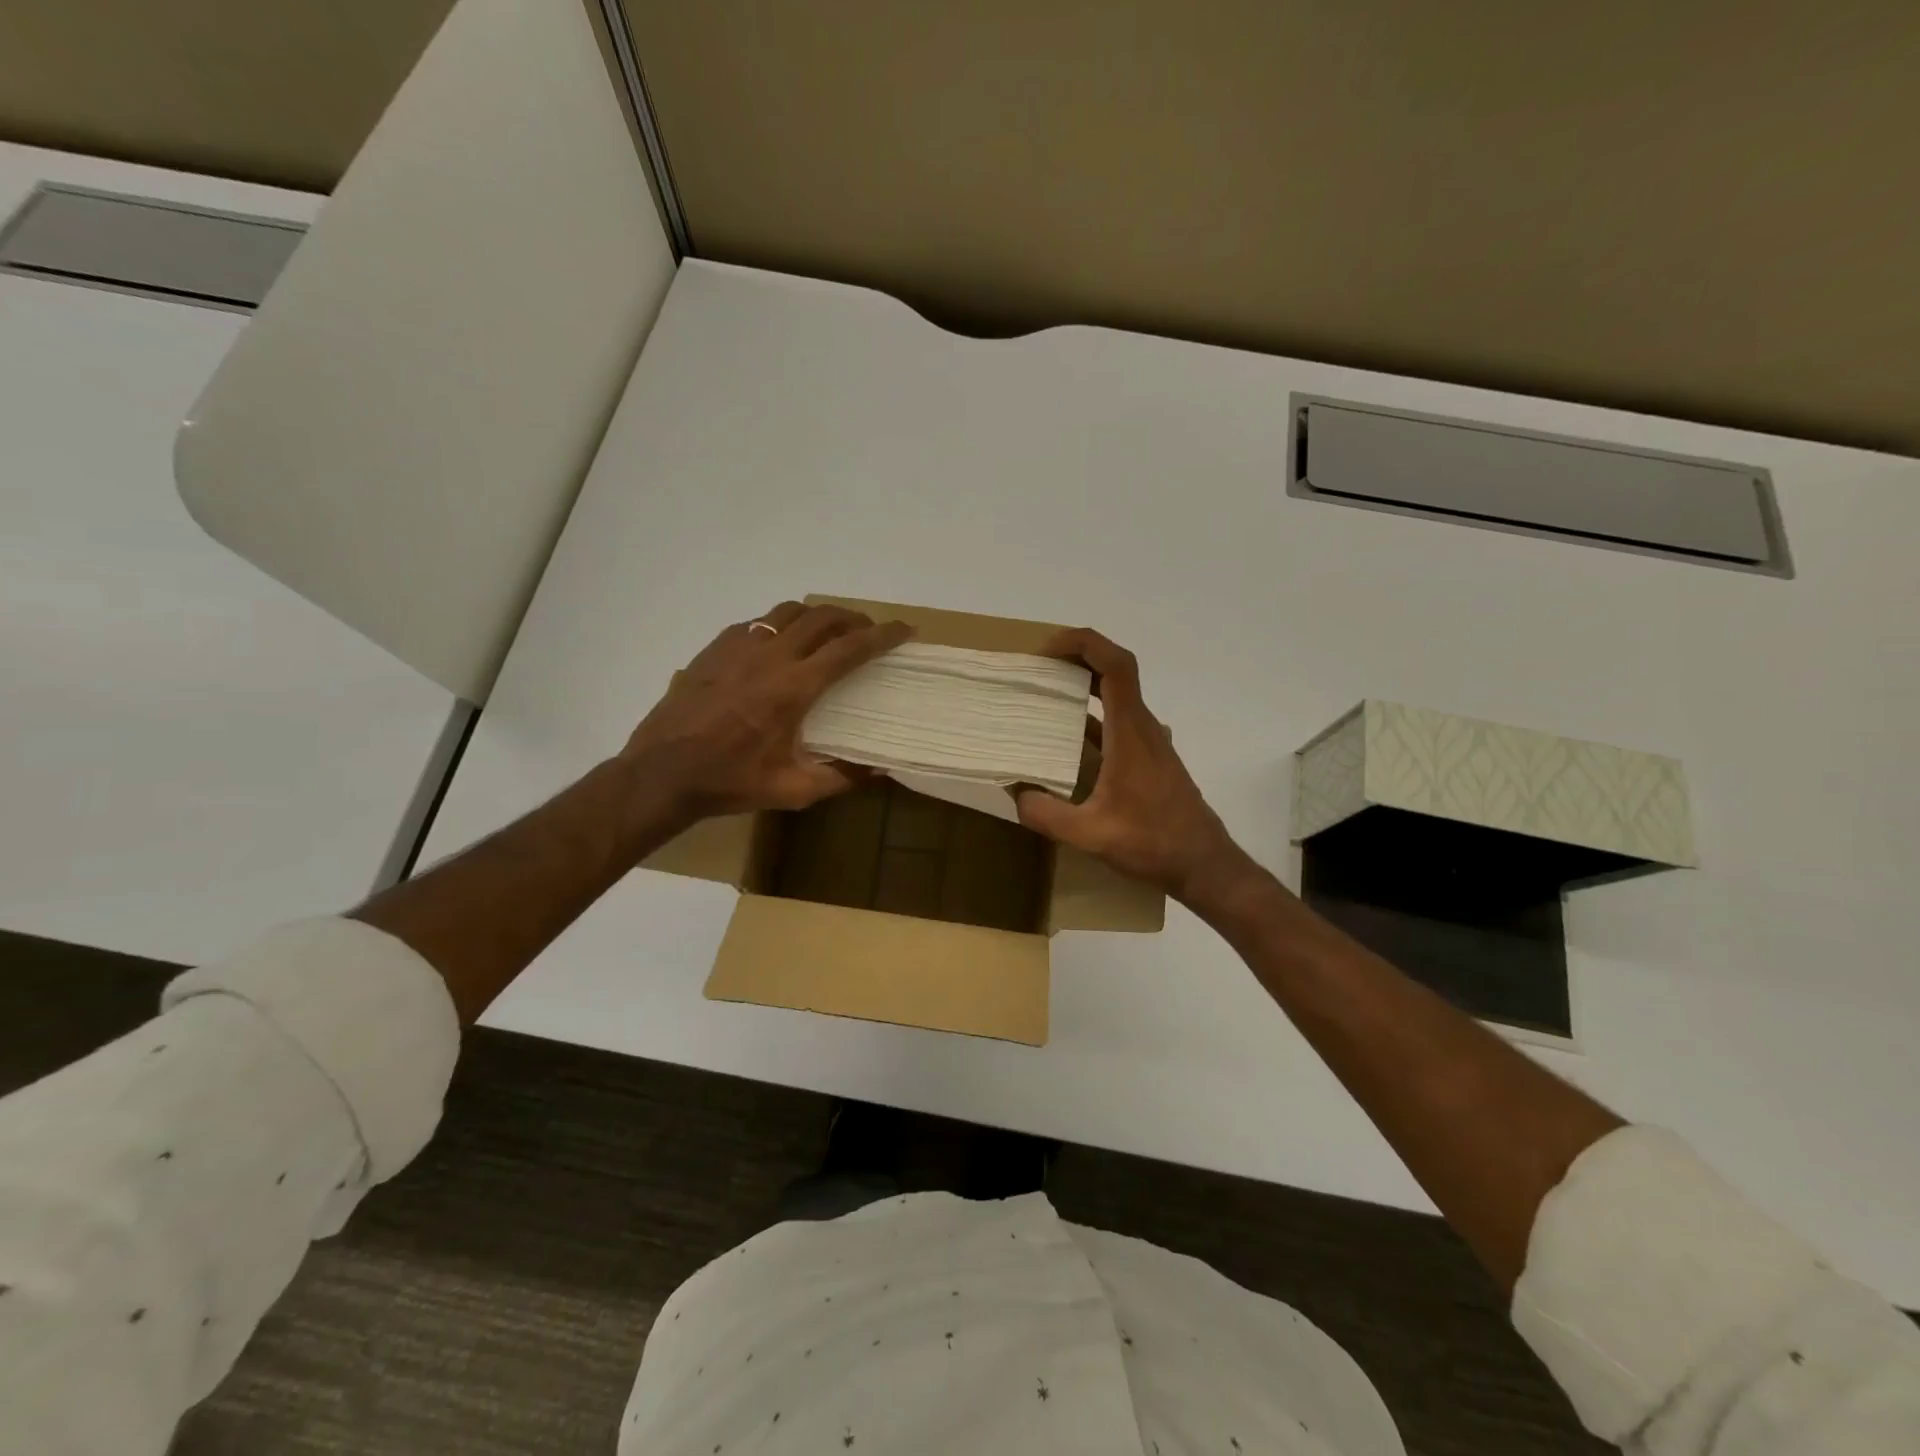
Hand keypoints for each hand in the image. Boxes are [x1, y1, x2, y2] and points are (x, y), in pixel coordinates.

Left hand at [622, 601, 912, 819]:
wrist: (661, 773)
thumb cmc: (730, 782)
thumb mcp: (792, 791)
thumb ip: (840, 778)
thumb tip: (878, 770)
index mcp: (794, 688)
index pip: (850, 648)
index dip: (883, 635)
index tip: (905, 630)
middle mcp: (770, 655)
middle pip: (823, 617)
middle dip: (854, 617)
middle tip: (868, 631)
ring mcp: (738, 646)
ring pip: (788, 611)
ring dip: (817, 616)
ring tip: (828, 632)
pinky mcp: (714, 648)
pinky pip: (756, 622)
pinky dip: (779, 626)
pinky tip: (778, 646)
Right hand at [1013, 628, 1251, 904]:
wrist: (1204, 865)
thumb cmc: (1153, 843)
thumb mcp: (1090, 835)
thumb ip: (1047, 814)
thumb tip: (1015, 792)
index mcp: (1131, 733)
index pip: (1116, 666)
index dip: (1085, 643)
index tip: (1049, 648)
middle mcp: (1143, 728)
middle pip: (1116, 673)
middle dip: (1078, 659)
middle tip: (1039, 668)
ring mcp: (1151, 744)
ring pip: (1119, 698)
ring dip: (1086, 687)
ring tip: (1047, 696)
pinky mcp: (1151, 760)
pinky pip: (1120, 723)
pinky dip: (1094, 718)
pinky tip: (1069, 741)